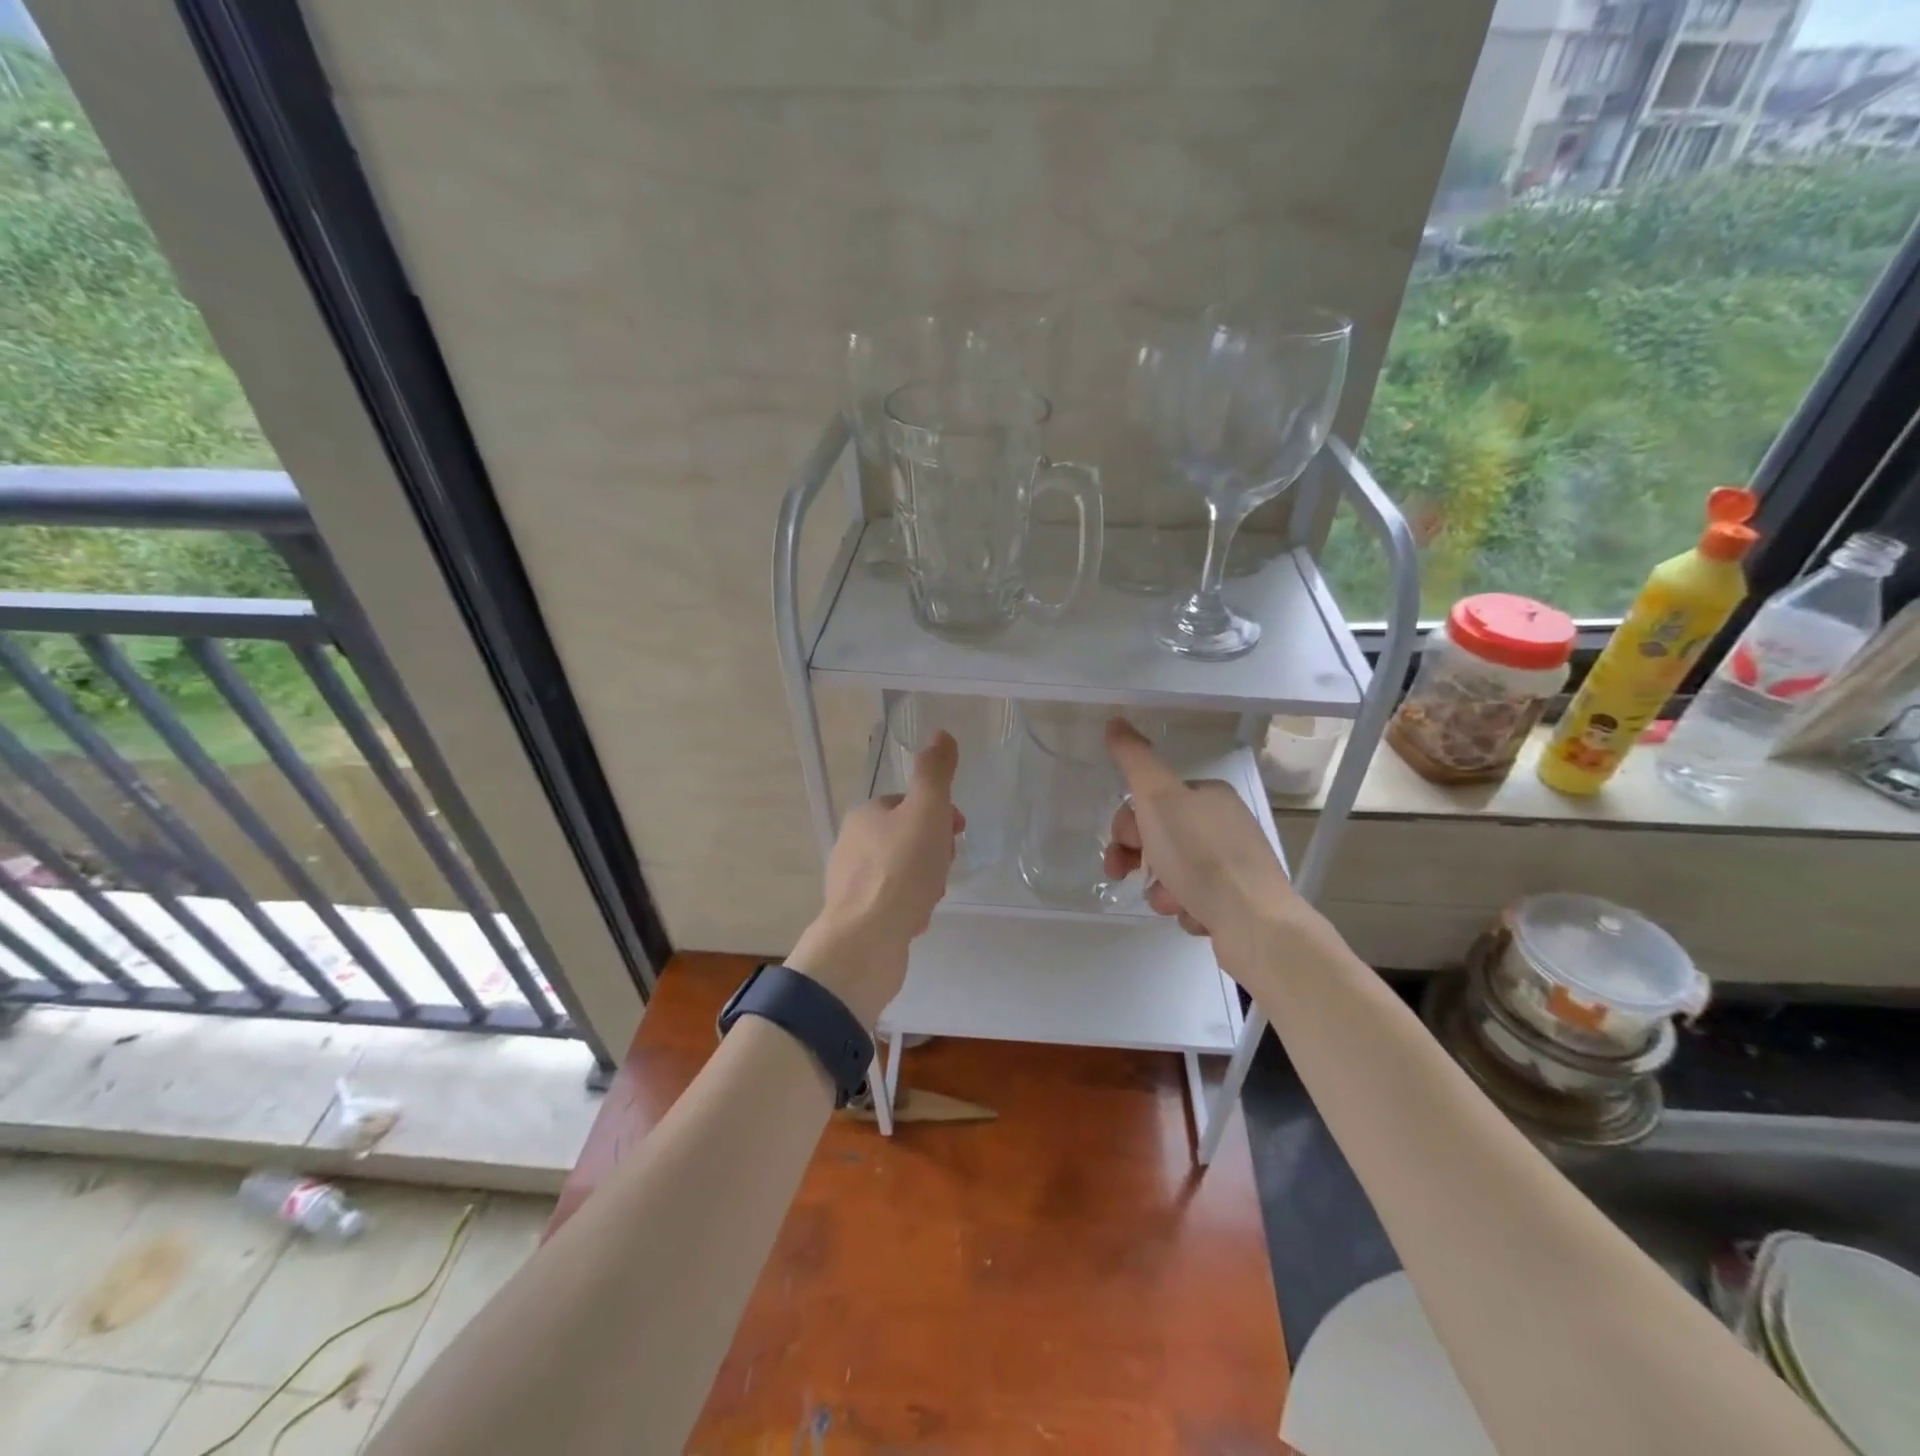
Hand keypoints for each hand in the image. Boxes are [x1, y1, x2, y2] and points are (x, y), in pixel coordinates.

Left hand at [788, 730, 962, 1027]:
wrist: (866, 941)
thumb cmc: (901, 870)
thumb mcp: (927, 811)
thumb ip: (935, 773)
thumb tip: (941, 734)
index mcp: (865, 815)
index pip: (908, 803)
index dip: (938, 814)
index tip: (957, 832)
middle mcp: (851, 845)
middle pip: (907, 838)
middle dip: (933, 852)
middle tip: (943, 869)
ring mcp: (851, 883)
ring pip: (902, 872)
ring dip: (925, 882)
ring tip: (930, 899)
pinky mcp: (856, 917)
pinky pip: (893, 903)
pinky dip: (910, 907)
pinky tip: (916, 920)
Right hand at [1102, 718, 1302, 967]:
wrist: (1254, 922)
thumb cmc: (1201, 856)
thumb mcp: (1159, 798)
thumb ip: (1135, 759)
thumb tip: (1116, 721)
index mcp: (1209, 796)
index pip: (1152, 801)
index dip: (1128, 823)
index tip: (1123, 844)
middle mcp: (1225, 825)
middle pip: (1160, 836)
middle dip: (1140, 859)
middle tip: (1128, 875)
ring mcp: (1235, 865)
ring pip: (1174, 872)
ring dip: (1161, 889)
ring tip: (1172, 902)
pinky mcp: (1239, 901)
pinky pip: (1195, 900)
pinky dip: (1186, 909)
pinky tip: (1195, 915)